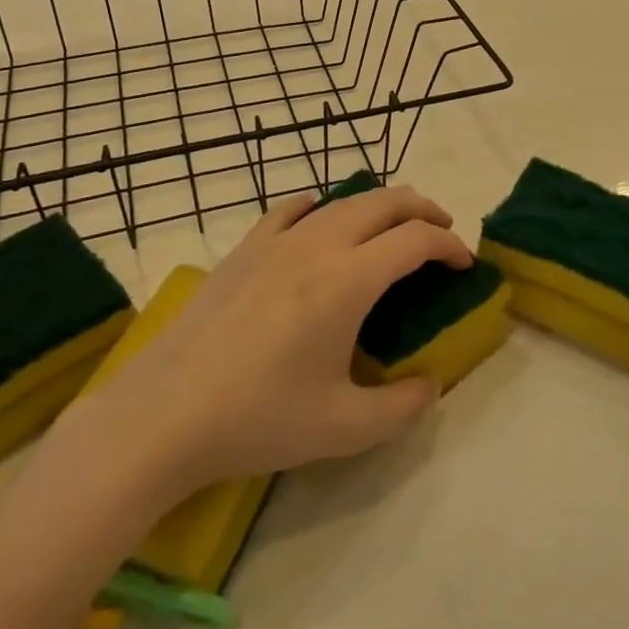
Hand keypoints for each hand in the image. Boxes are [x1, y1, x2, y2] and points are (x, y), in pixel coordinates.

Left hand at [84, 187, 468, 501]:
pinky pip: (291, 211)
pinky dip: (321, 209)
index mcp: (349, 280)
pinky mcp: (244, 249)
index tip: (464, 263)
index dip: (449, 244)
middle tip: (442, 231)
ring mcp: (276, 241)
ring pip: (341, 201)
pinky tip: (320, 222)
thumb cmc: (259, 418)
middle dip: (423, 209)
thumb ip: (403, 407)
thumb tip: (430, 385)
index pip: (415, 239)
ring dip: (379, 206)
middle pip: (385, 202)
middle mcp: (318, 245)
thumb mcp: (344, 428)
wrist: (165, 413)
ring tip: (392, 227)